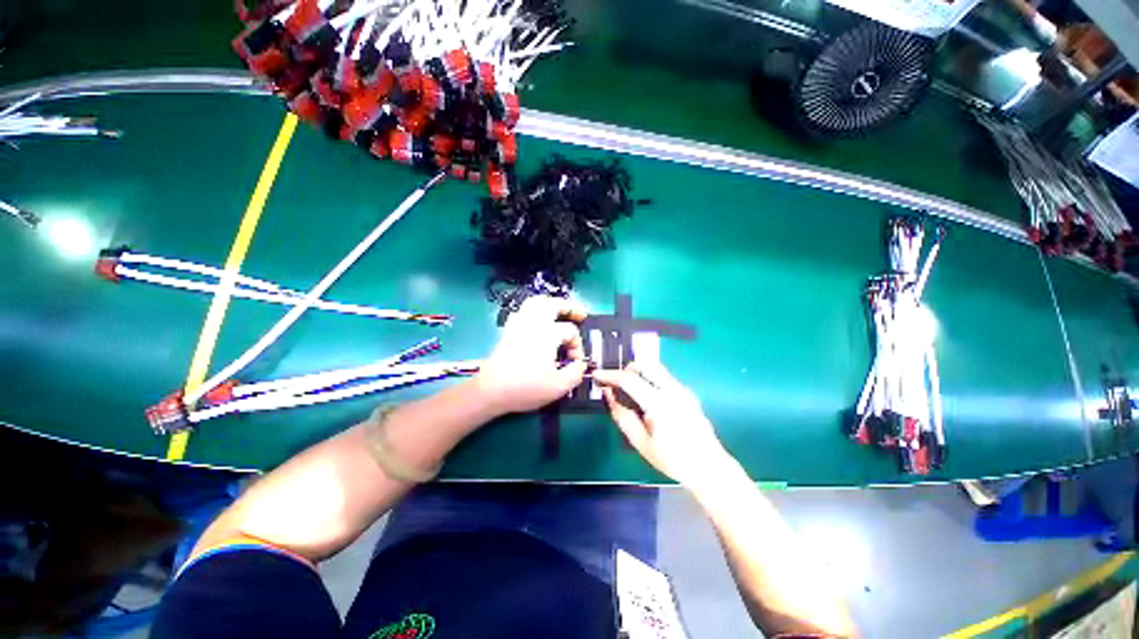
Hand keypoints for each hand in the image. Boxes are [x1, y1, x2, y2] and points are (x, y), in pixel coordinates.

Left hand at [474, 295, 588, 414]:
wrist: (492, 390)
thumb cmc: (526, 388)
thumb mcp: (558, 386)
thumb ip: (576, 373)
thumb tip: (580, 364)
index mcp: (549, 334)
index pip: (571, 331)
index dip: (578, 345)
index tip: (575, 362)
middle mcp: (534, 323)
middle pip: (554, 304)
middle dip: (570, 308)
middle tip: (580, 315)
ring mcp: (519, 324)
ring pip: (536, 302)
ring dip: (550, 303)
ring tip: (558, 311)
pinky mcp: (509, 330)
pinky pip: (522, 311)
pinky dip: (533, 310)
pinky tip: (536, 320)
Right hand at [593, 361, 728, 486]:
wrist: (709, 468)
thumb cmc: (673, 460)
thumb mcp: (641, 443)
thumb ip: (622, 416)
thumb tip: (609, 394)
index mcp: (660, 404)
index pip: (630, 380)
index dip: (610, 375)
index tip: (597, 375)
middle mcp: (673, 390)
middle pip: (646, 364)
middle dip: (627, 369)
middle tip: (617, 384)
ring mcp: (683, 389)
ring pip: (656, 368)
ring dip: (639, 373)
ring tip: (631, 393)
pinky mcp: (688, 392)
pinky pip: (663, 377)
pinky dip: (650, 380)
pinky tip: (648, 400)